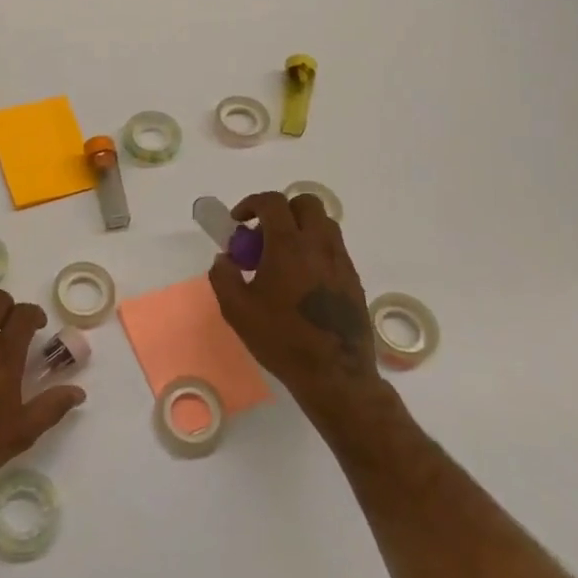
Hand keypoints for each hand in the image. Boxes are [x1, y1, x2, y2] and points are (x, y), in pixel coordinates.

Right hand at [208, 191, 382, 407]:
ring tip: (282, 257)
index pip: (273, 202)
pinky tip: (301, 280)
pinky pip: (334, 248)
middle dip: (281, 210)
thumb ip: (223, 276)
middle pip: (305, 203)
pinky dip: (315, 249)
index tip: (238, 221)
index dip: (251, 203)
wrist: (335, 374)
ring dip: (300, 228)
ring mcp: (341, 261)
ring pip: (323, 223)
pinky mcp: (353, 279)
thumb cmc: (282, 339)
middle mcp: (319, 245)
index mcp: (289, 246)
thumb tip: (224, 259)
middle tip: (263, 237)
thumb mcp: (237, 310)